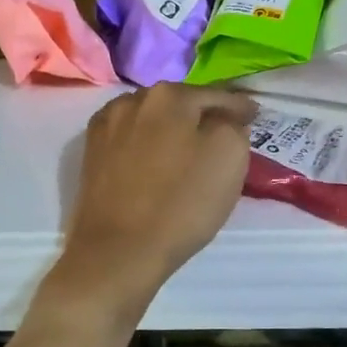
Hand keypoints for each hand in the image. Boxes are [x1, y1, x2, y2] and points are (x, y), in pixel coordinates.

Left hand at [54, 84, 255, 318]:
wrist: (118, 252)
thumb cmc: (182, 203)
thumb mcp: (230, 156)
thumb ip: (232, 124)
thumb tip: (224, 118)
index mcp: (170, 95)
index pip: (217, 95)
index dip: (239, 107)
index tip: (254, 116)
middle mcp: (133, 99)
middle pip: (181, 103)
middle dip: (203, 115)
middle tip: (225, 134)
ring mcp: (107, 126)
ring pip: (153, 119)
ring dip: (172, 129)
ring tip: (189, 149)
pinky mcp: (92, 153)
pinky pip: (131, 139)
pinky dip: (147, 144)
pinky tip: (155, 161)